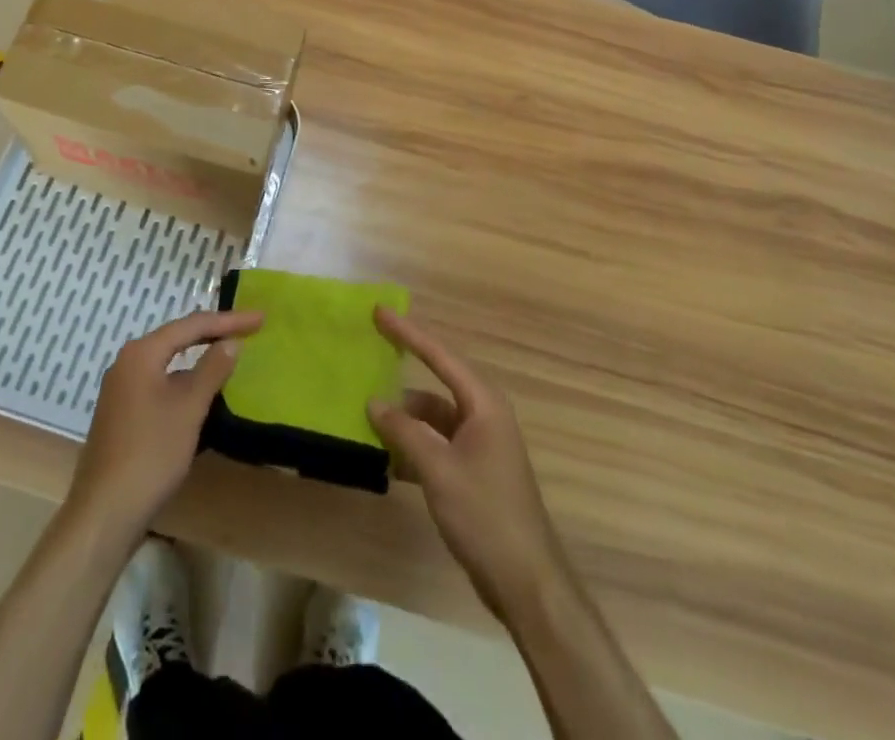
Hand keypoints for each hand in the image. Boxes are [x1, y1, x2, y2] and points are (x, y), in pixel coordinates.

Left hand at [66, 308, 262, 544]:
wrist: (105, 511)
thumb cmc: (151, 453)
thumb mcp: (189, 408)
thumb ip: (212, 369)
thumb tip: (231, 342)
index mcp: (142, 353)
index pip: (192, 325)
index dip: (229, 320)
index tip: (260, 318)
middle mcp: (127, 362)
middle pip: (178, 338)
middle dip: (213, 333)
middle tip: (249, 329)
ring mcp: (121, 388)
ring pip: (168, 361)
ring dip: (198, 357)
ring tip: (228, 354)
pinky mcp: (122, 412)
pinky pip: (160, 382)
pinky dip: (184, 380)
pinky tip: (199, 391)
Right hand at [368, 307, 566, 618]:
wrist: (527, 582)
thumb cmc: (485, 514)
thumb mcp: (438, 469)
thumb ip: (404, 431)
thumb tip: (374, 403)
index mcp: (483, 404)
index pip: (439, 356)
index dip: (408, 332)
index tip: (379, 312)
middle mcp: (484, 416)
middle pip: (436, 383)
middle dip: (402, 375)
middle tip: (369, 356)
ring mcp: (481, 445)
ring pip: (434, 418)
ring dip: (405, 421)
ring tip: (368, 421)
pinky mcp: (474, 472)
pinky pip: (437, 444)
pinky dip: (414, 447)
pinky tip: (388, 461)